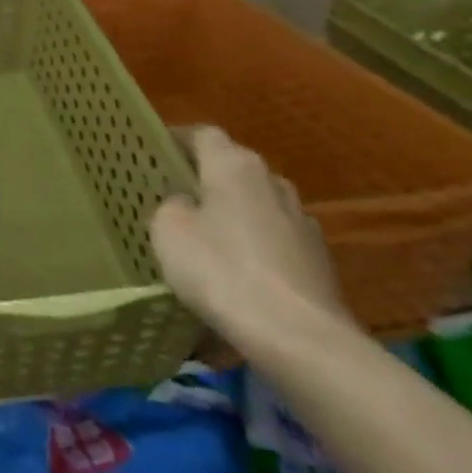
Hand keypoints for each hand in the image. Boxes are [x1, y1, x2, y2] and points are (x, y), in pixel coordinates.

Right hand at [149, 126, 349, 347]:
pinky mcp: (318, 261)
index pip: (203, 134)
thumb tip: (186, 204)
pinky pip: (274, 238)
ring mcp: (303, 223)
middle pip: (234, 167)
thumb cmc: (221, 269)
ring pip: (258, 203)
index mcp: (235, 167)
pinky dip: (254, 244)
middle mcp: (274, 183)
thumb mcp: (169, 230)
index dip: (176, 140)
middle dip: (206, 176)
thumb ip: (172, 205)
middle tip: (173, 195)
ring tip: (204, 234)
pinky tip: (236, 269)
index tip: (153, 154)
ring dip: (233, 211)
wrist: (297, 337)